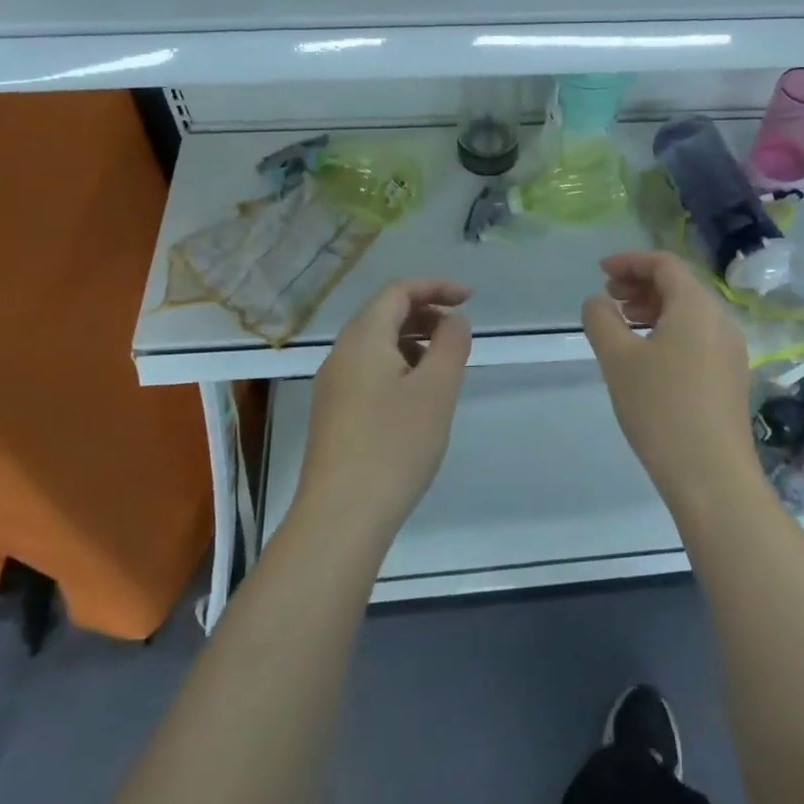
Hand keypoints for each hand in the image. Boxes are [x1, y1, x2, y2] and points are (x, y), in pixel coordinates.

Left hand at [297, 279, 472, 542]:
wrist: (341, 516)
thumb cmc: (394, 445)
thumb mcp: (436, 390)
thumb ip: (450, 345)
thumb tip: (453, 321)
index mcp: (362, 338)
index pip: (398, 291)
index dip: (436, 287)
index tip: (470, 299)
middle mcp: (341, 354)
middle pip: (384, 314)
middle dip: (425, 313)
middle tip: (460, 333)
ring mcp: (333, 386)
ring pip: (376, 344)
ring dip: (413, 342)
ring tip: (444, 365)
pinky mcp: (334, 414)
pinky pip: (369, 371)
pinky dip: (399, 366)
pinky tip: (418, 397)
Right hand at [581, 252, 758, 505]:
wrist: (711, 475)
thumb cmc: (660, 408)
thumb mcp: (618, 359)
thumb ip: (601, 320)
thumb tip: (598, 302)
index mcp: (697, 306)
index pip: (664, 264)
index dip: (630, 261)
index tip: (600, 271)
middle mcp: (721, 320)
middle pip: (679, 286)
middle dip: (641, 284)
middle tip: (608, 298)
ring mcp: (730, 350)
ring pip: (689, 313)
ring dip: (654, 309)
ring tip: (622, 326)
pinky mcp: (730, 377)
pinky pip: (697, 336)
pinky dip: (669, 331)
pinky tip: (647, 357)